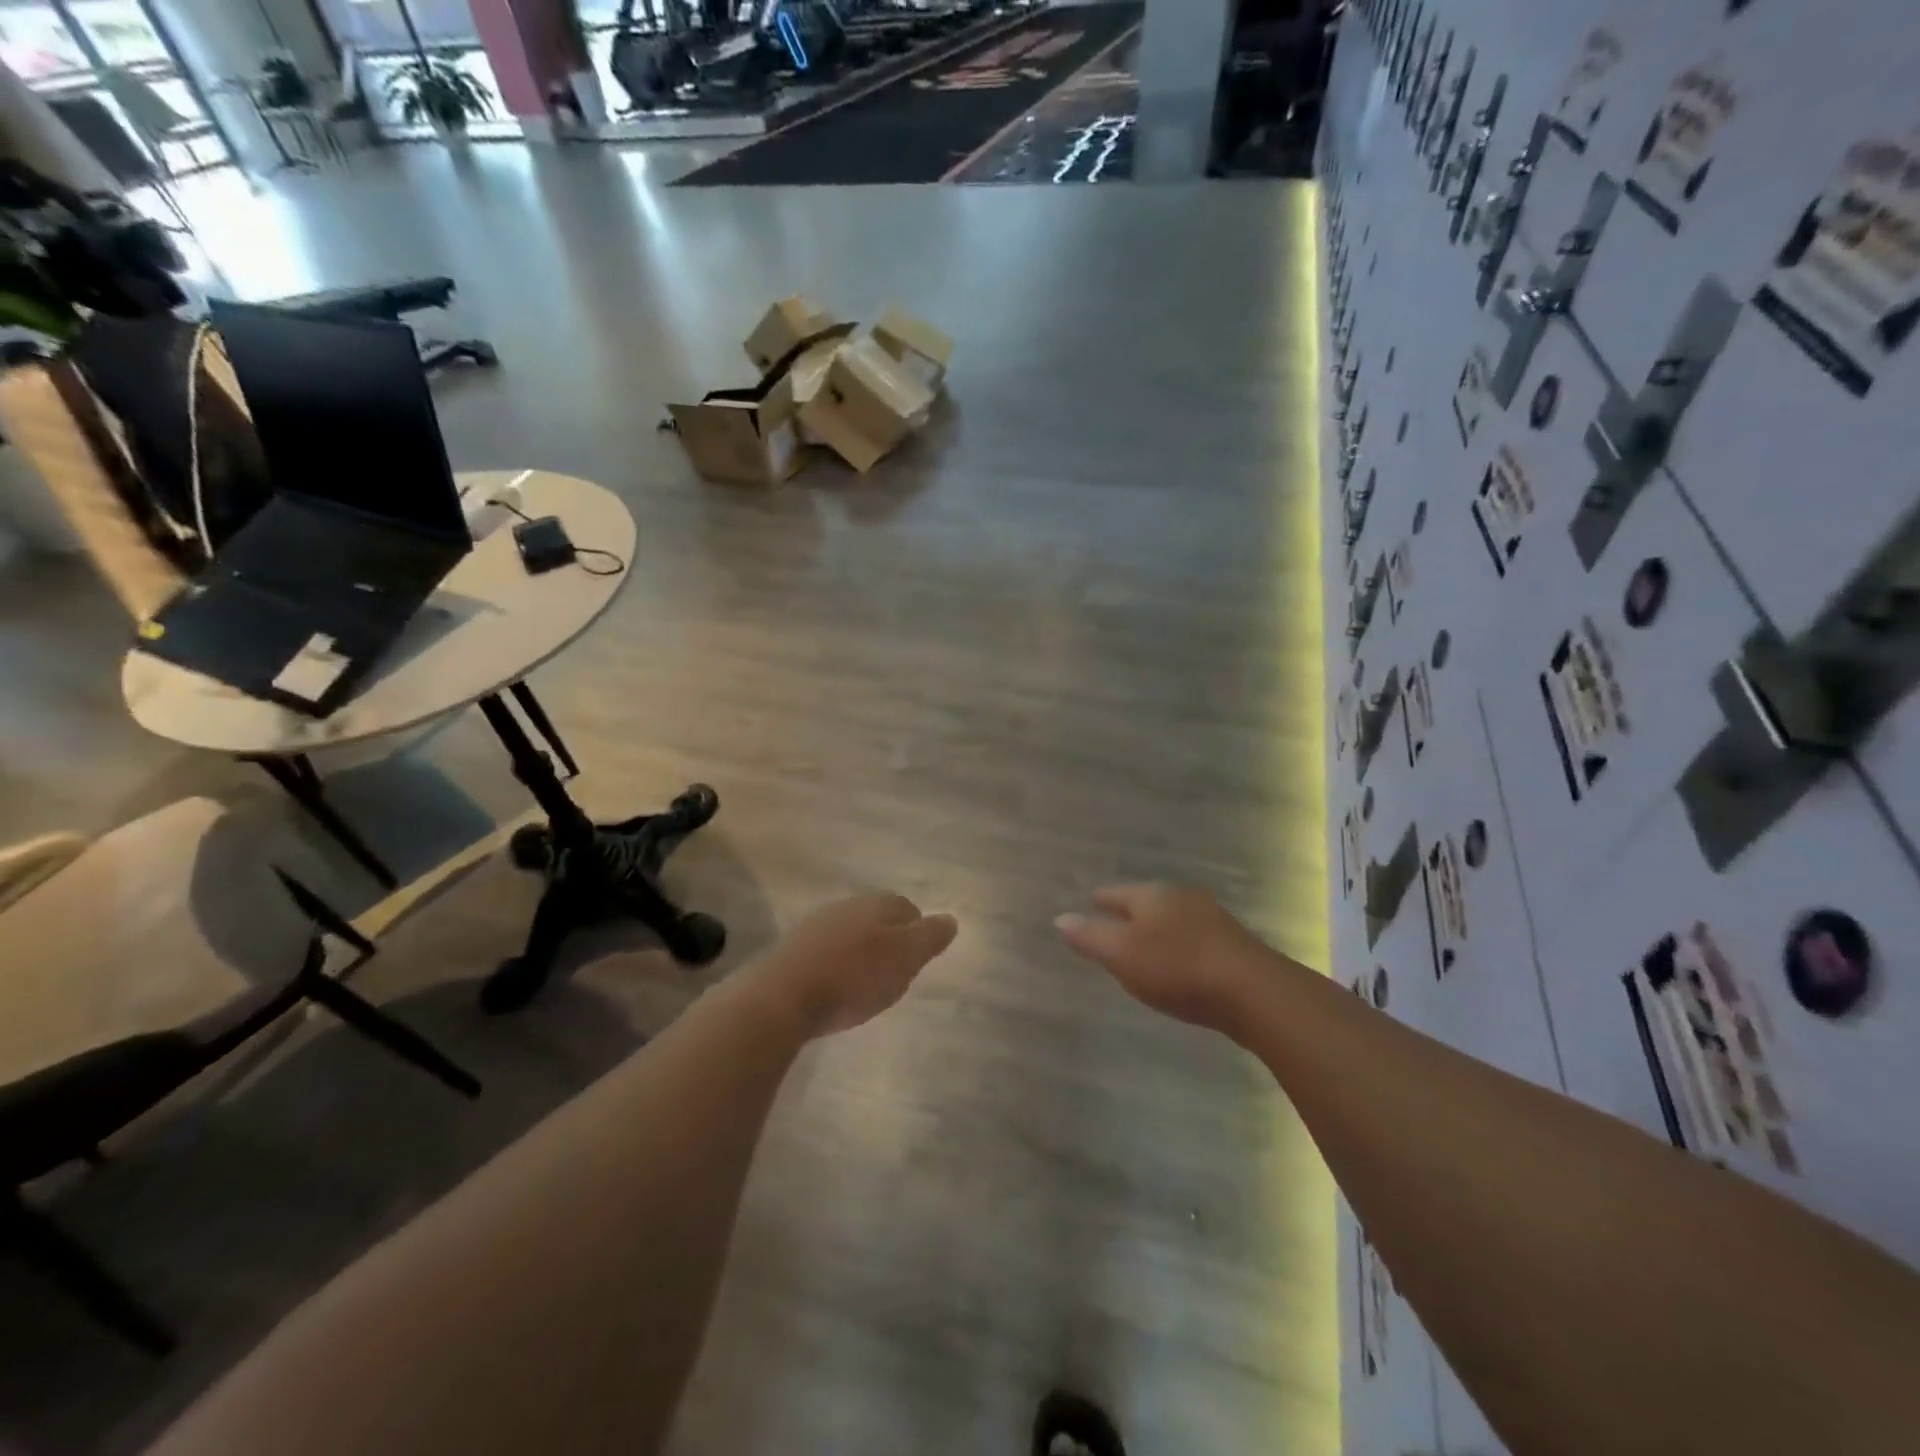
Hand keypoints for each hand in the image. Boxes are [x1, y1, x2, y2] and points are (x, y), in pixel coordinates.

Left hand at [752, 894, 957, 1037]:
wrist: (781, 997)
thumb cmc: (853, 977)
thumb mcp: (904, 959)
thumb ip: (929, 937)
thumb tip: (951, 919)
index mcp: (876, 905)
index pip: (906, 907)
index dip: (918, 929)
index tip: (920, 957)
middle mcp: (845, 907)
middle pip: (876, 917)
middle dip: (889, 939)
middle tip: (897, 971)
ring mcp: (814, 927)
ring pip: (850, 933)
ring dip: (861, 951)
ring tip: (866, 982)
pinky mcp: (791, 951)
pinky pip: (825, 952)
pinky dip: (836, 965)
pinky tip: (835, 988)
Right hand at [1055, 884, 1274, 1030]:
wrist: (1254, 992)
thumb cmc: (1178, 968)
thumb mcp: (1122, 955)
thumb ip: (1090, 937)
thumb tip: (1060, 918)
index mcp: (1152, 896)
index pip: (1117, 893)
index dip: (1102, 899)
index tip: (1091, 901)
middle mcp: (1182, 899)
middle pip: (1147, 902)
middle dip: (1130, 911)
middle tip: (1113, 922)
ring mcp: (1212, 920)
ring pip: (1174, 919)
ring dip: (1158, 929)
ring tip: (1144, 944)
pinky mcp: (1233, 945)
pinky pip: (1194, 939)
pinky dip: (1180, 946)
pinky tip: (1180, 963)